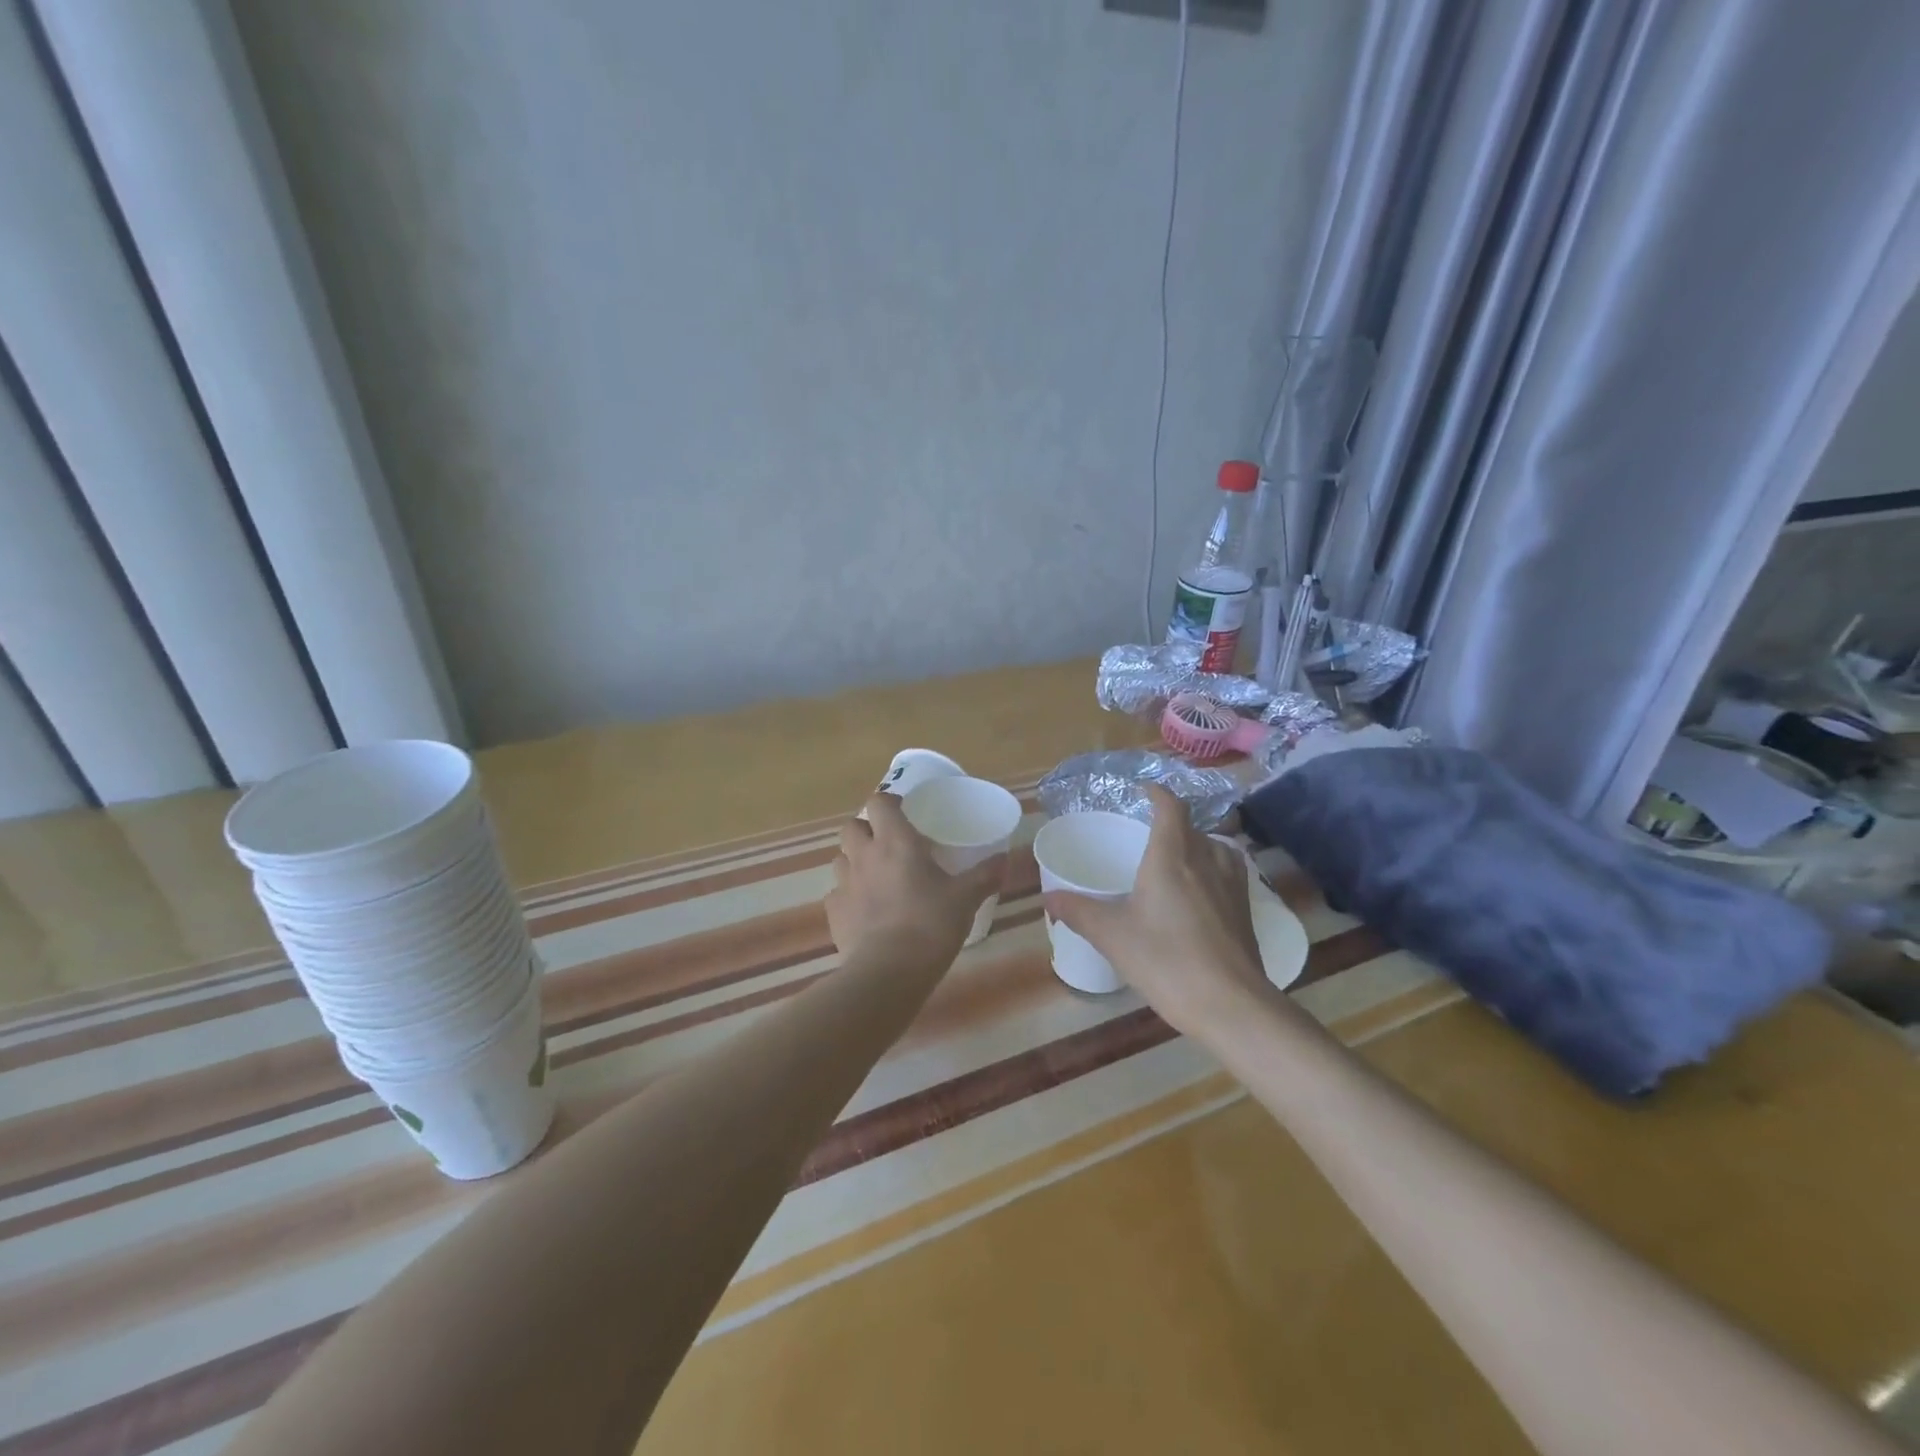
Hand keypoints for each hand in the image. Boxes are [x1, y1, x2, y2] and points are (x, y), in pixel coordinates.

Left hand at [826, 792, 1006, 961]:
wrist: (888, 972)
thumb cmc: (930, 924)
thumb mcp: (965, 899)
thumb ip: (984, 876)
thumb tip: (1005, 860)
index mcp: (895, 842)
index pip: (879, 802)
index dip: (889, 802)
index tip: (905, 811)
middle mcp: (864, 855)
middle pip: (852, 826)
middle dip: (866, 829)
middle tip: (888, 843)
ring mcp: (844, 884)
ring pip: (840, 858)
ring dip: (854, 860)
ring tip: (875, 875)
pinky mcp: (834, 913)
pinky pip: (837, 893)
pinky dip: (849, 895)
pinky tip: (865, 909)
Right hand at [1043, 785, 1265, 1034]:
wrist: (1232, 1005)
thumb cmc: (1167, 961)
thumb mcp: (1112, 936)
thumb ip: (1078, 911)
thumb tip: (1047, 896)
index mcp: (1172, 855)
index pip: (1170, 806)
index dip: (1157, 792)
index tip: (1142, 790)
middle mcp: (1206, 859)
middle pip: (1191, 826)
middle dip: (1170, 823)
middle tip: (1146, 835)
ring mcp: (1233, 883)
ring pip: (1213, 848)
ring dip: (1194, 846)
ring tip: (1174, 862)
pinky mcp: (1245, 908)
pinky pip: (1227, 872)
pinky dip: (1210, 870)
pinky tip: (1198, 895)